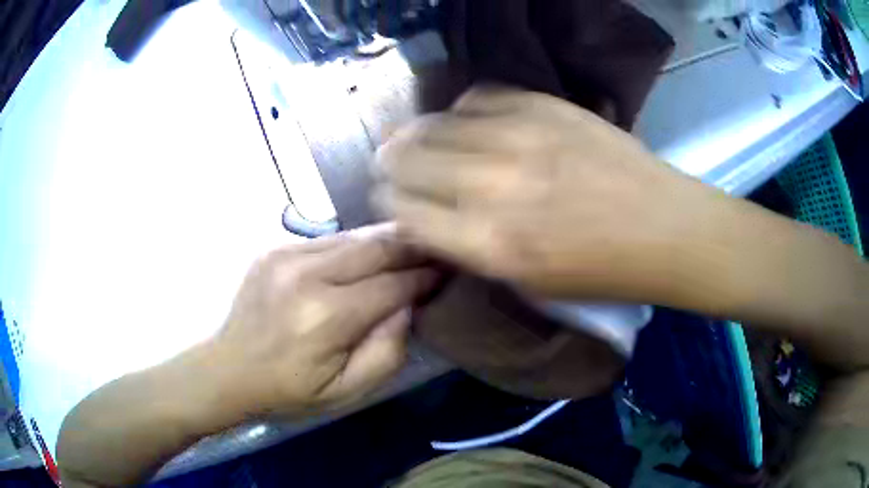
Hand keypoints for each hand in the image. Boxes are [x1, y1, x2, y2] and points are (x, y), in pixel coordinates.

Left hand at [206, 225, 438, 418]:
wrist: (229, 369)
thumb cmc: (290, 390)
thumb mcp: (347, 392)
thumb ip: (387, 351)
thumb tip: (408, 307)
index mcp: (326, 317)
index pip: (392, 285)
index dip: (425, 276)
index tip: (449, 271)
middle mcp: (306, 275)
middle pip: (376, 247)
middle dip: (413, 246)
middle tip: (439, 246)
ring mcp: (286, 255)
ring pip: (354, 236)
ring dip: (387, 240)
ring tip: (412, 244)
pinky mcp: (275, 248)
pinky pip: (328, 238)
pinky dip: (356, 244)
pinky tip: (369, 252)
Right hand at [375, 86, 725, 301]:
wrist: (665, 228)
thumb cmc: (602, 272)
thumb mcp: (528, 283)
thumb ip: (472, 247)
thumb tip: (429, 215)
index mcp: (490, 244)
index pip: (404, 211)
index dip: (389, 203)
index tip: (389, 198)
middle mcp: (494, 186)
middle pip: (408, 160)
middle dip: (391, 164)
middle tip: (391, 164)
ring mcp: (521, 136)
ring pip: (435, 124)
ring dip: (417, 134)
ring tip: (415, 139)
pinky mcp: (544, 105)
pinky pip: (477, 97)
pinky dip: (463, 111)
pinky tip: (467, 122)